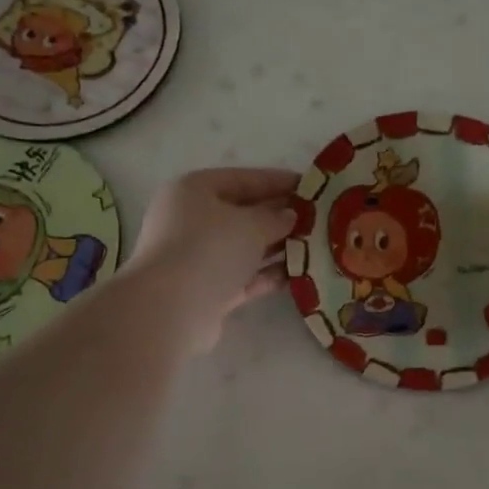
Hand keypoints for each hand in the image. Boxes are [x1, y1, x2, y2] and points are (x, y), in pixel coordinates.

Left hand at [127, 168, 298, 352]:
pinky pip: (243, 276)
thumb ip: (275, 217)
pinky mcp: (207, 290)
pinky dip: (267, 274)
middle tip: (317, 219)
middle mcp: (191, 220)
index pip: (243, 179)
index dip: (278, 181)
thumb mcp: (251, 224)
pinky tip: (298, 275)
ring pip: (244, 247)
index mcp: (194, 191)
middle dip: (279, 216)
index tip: (310, 187)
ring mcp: (197, 257)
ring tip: (314, 246)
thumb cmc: (209, 249)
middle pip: (243, 214)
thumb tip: (289, 216)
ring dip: (277, 247)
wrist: (171, 309)